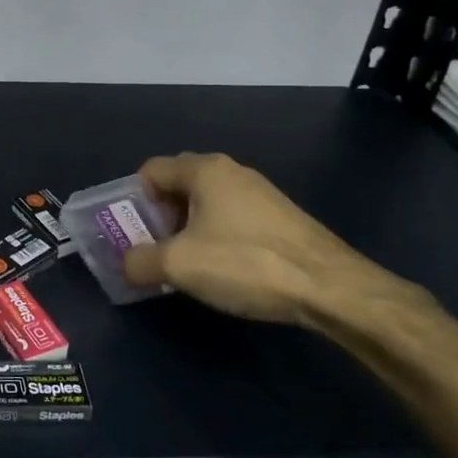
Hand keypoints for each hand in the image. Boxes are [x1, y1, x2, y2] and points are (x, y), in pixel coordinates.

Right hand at [122, 152, 417, 328]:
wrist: (330, 287)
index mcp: (204, 170)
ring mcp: (260, 193)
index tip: (133, 234)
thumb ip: (140, 261)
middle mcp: (232, 171)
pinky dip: (216, 237)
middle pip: (178, 186)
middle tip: (155, 251)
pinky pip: (231, 218)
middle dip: (159, 217)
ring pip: (206, 204)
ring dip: (187, 230)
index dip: (134, 201)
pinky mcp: (280, 218)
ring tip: (188, 265)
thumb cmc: (245, 263)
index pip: (151, 171)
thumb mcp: (179, 265)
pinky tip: (224, 269)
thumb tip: (127, 264)